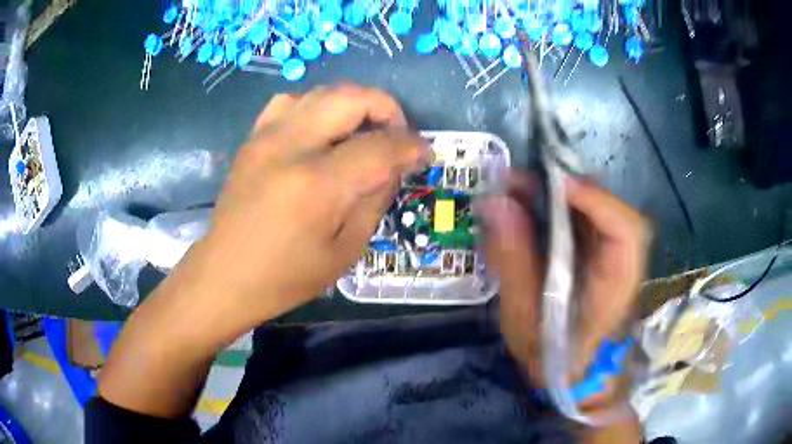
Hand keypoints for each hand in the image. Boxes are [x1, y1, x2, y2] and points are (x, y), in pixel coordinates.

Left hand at [175, 84, 428, 330]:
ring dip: (353, 104)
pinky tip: (320, 131)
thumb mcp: (345, 249)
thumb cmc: (286, 276)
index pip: (380, 146)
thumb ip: (375, 199)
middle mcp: (290, 147)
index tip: (425, 153)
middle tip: (397, 135)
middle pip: (351, 97)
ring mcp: (266, 137)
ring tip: (362, 131)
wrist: (225, 275)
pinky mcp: (252, 139)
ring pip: (322, 92)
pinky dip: (316, 107)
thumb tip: (395, 165)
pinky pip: (290, 102)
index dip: (411, 146)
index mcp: (317, 185)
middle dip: (387, 108)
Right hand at [478, 172, 647, 384]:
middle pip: (610, 208)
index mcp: (615, 287)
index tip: (551, 184)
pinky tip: (532, 210)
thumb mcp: (524, 319)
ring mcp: (617, 257)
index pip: (625, 231)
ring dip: (560, 195)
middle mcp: (625, 263)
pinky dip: (560, 208)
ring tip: (519, 192)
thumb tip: (496, 202)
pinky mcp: (605, 255)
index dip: (594, 199)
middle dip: (566, 189)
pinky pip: (587, 219)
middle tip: (519, 184)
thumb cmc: (553, 358)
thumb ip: (514, 261)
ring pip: (598, 209)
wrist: (578, 378)